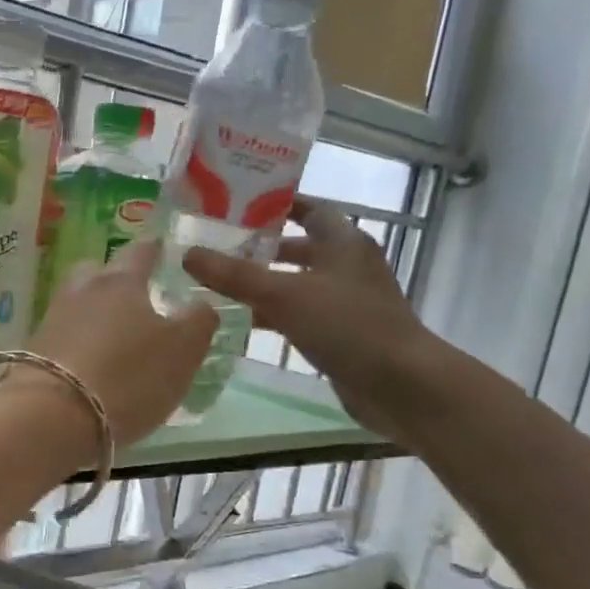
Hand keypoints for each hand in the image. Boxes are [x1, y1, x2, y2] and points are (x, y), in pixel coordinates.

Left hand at [22, 240, 217, 446]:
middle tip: (136, 298)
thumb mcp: (182, 351)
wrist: (51, 416)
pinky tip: (89, 364)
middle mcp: (81, 290)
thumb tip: (200, 304)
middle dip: (116, 280)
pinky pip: (63, 337)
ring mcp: (52, 320)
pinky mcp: (33, 352)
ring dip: (95, 314)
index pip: (141, 251)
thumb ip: (199, 321)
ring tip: (114, 338)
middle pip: (98, 272)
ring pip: (78, 304)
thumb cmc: (128, 377)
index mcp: (121, 281)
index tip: (163, 249)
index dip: (155, 249)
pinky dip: (78, 344)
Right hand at [183, 198, 438, 439]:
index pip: (308, 209)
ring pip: (297, 284)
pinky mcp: (342, 333)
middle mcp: (347, 266)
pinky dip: (274, 315)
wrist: (401, 383)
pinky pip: (300, 315)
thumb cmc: (347, 325)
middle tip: (217, 248)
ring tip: (218, 285)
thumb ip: (235, 275)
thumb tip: (189, 254)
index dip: (275, 205)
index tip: (236, 206)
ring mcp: (346, 301)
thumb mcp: (284, 295)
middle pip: (299, 248)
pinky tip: (242, 324)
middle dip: (261, 248)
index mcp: (343, 242)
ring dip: (263, 284)